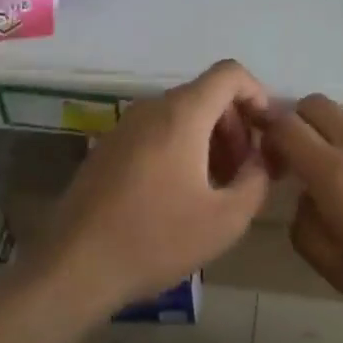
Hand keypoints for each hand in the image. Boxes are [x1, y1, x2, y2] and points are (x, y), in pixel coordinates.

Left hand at [36, 60, 271, 311]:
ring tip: (217, 187)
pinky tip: (182, 195)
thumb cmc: (156, 240)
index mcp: (182, 115)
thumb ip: (256, 179)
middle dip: (236, 125)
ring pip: (181, 115)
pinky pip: (156, 132)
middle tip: (245, 171)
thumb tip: (261, 160)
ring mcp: (124, 127)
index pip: (230, 74)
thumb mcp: (226, 218)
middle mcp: (151, 109)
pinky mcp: (107, 149)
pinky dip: (181, 149)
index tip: (268, 134)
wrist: (75, 268)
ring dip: (210, 140)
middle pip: (206, 95)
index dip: (258, 95)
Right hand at [260, 95, 342, 322]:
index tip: (267, 155)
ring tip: (339, 171)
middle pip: (317, 104)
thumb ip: (306, 230)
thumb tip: (307, 200)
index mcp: (334, 173)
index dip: (268, 132)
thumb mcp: (338, 270)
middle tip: (298, 158)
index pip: (287, 126)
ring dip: (331, 130)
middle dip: (297, 121)